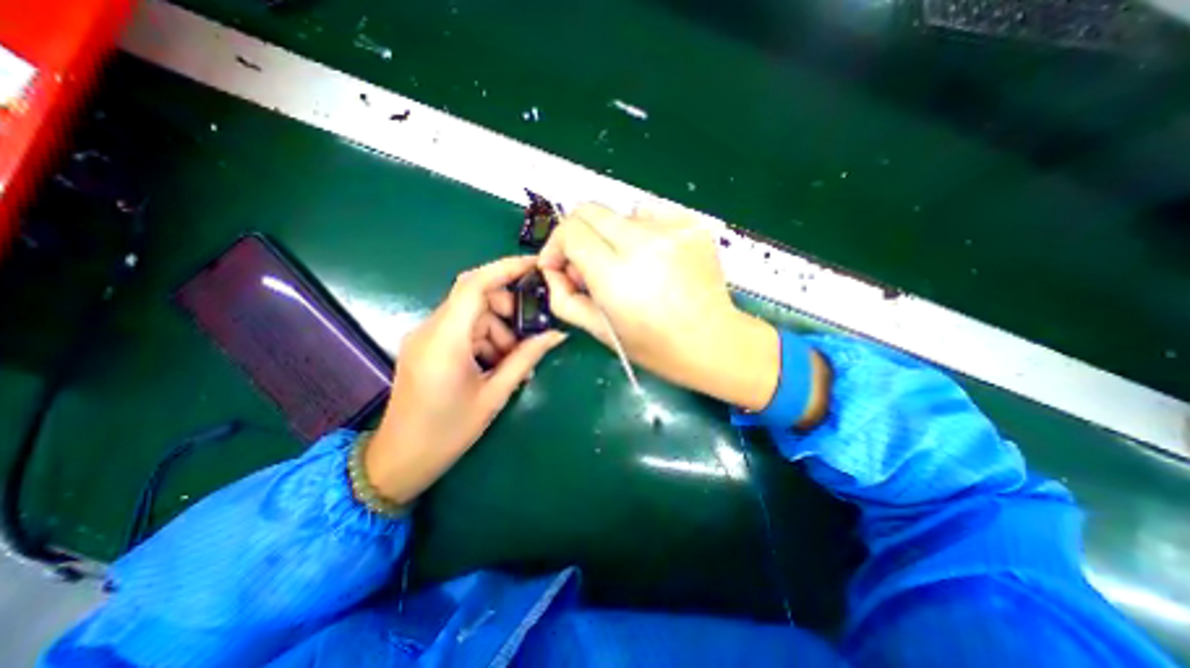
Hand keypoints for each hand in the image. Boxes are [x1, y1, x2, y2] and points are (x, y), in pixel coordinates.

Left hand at [362, 259, 566, 502]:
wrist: (400, 460)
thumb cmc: (448, 432)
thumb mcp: (494, 395)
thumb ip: (526, 358)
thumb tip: (557, 335)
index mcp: (445, 340)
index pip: (474, 285)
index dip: (505, 268)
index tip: (534, 266)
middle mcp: (430, 329)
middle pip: (475, 298)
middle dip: (507, 309)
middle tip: (529, 336)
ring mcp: (425, 337)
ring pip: (471, 315)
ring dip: (498, 330)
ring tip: (514, 361)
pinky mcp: (426, 346)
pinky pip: (462, 329)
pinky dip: (484, 339)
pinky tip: (496, 364)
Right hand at [538, 204, 782, 411]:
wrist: (713, 342)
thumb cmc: (654, 346)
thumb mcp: (599, 331)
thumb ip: (564, 298)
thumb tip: (553, 269)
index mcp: (616, 275)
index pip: (571, 232)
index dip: (556, 246)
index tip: (560, 265)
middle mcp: (643, 243)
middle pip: (590, 210)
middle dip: (577, 233)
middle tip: (585, 263)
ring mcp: (672, 229)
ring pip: (620, 213)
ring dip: (612, 235)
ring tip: (626, 264)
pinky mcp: (692, 224)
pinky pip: (652, 212)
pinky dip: (641, 228)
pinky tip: (652, 255)